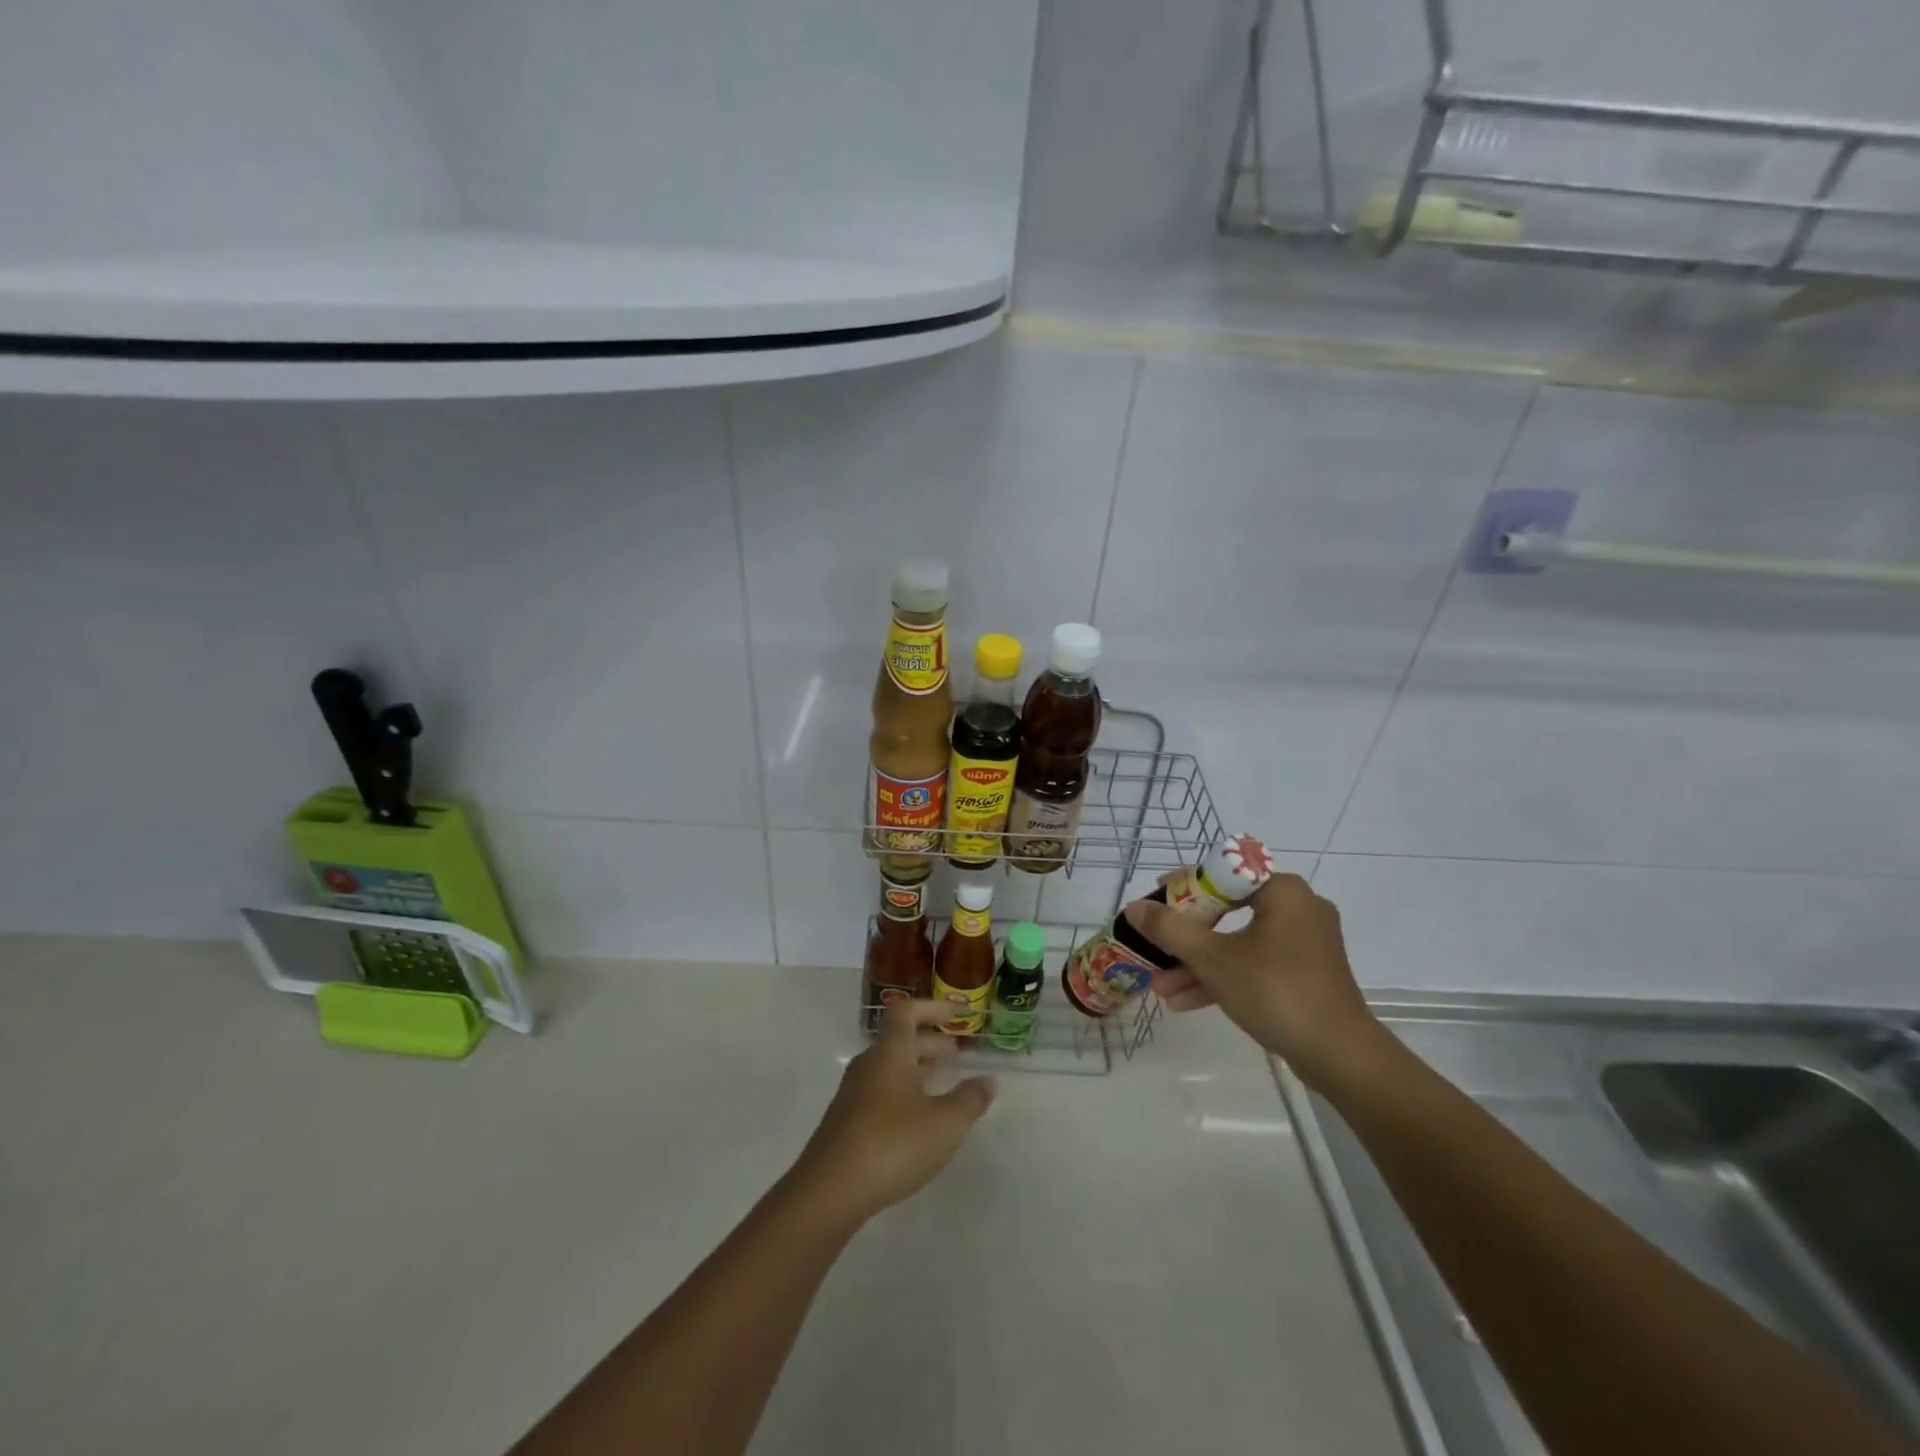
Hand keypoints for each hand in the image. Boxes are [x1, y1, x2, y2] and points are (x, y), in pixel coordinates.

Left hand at [789, 1000, 994, 1226]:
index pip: (907, 1011)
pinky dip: (905, 1091)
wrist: (829, 1191)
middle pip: (900, 1040)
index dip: (933, 1008)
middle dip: (931, 1042)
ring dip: (918, 1068)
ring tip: (943, 1083)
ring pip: (891, 1067)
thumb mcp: (944, 1124)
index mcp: (890, 1053)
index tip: (958, 1014)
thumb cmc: (892, 1145)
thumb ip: (970, 1100)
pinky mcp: (847, 1122)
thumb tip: (987, 1080)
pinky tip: (918, 1118)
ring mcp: (854, 1094)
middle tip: (958, 1054)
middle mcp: (869, 1065)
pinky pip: (881, 1090)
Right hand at [1127, 874, 1392, 1089]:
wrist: (1340, 1056)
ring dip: (1199, 963)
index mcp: (1283, 891)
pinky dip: (1225, 977)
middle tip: (1156, 946)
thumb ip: (1170, 930)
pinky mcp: (1307, 973)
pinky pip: (1256, 963)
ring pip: (1239, 942)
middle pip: (1227, 911)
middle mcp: (1298, 908)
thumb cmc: (1275, 992)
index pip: (1222, 874)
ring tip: (1161, 986)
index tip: (1155, 902)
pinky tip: (1186, 1001)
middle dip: (1186, 936)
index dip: (1183, 887)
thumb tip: (1134, 907)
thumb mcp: (1213, 959)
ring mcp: (1305, 942)